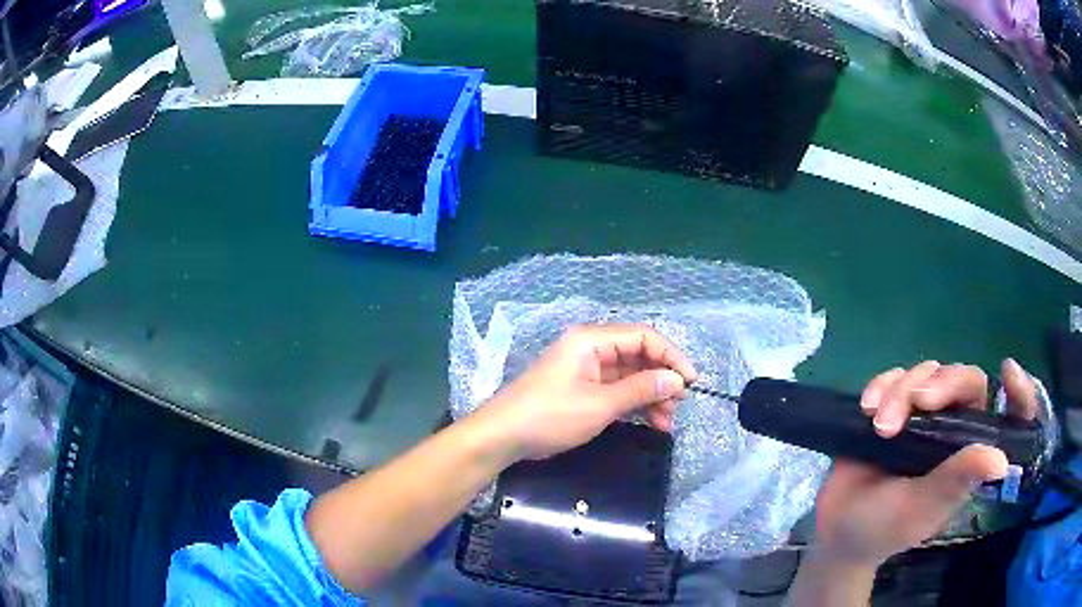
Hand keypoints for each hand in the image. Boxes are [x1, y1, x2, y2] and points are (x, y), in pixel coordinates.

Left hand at [473, 325, 697, 460]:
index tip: (691, 381)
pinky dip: (634, 404)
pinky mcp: (582, 389)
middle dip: (661, 380)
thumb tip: (676, 380)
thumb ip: (640, 390)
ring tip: (667, 421)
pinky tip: (651, 422)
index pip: (643, 337)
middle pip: (638, 356)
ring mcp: (586, 370)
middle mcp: (591, 348)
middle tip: (678, 407)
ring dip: (650, 396)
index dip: (671, 356)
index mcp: (592, 340)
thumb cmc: (550, 415)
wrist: (503, 436)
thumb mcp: (599, 404)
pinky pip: (617, 391)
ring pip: (630, 376)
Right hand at [814, 359, 1037, 567]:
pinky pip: (895, 376)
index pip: (1004, 416)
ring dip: (902, 390)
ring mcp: (921, 415)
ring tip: (879, 425)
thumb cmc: (882, 528)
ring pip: (928, 373)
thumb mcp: (919, 509)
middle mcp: (952, 428)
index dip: (1017, 393)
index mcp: (968, 454)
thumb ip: (955, 480)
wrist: (835, 528)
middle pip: (964, 379)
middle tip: (919, 401)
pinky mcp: (892, 406)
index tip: (1009, 372)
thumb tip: (1002, 462)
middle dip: (942, 383)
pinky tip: (867, 406)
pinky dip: (882, 384)